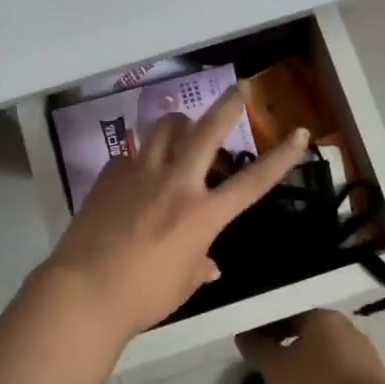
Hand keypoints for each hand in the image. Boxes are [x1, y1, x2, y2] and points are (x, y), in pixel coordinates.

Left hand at [42, 88, 308, 343]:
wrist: (84, 290)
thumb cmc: (142, 296)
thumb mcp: (182, 284)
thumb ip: (198, 265)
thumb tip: (208, 263)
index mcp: (202, 214)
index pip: (252, 181)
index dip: (282, 157)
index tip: (300, 134)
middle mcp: (176, 183)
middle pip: (207, 130)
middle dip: (228, 105)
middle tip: (239, 88)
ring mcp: (140, 172)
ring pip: (165, 127)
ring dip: (180, 122)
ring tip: (184, 126)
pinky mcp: (110, 173)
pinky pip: (133, 151)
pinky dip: (143, 153)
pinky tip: (140, 169)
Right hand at [236, 309, 384, 383]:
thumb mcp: (276, 371)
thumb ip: (257, 349)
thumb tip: (244, 334)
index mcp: (321, 317)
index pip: (286, 313)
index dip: (265, 328)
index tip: (251, 346)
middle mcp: (346, 328)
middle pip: (307, 332)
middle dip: (286, 346)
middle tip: (268, 368)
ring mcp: (365, 354)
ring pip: (326, 354)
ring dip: (306, 366)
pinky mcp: (376, 382)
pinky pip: (341, 374)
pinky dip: (325, 382)